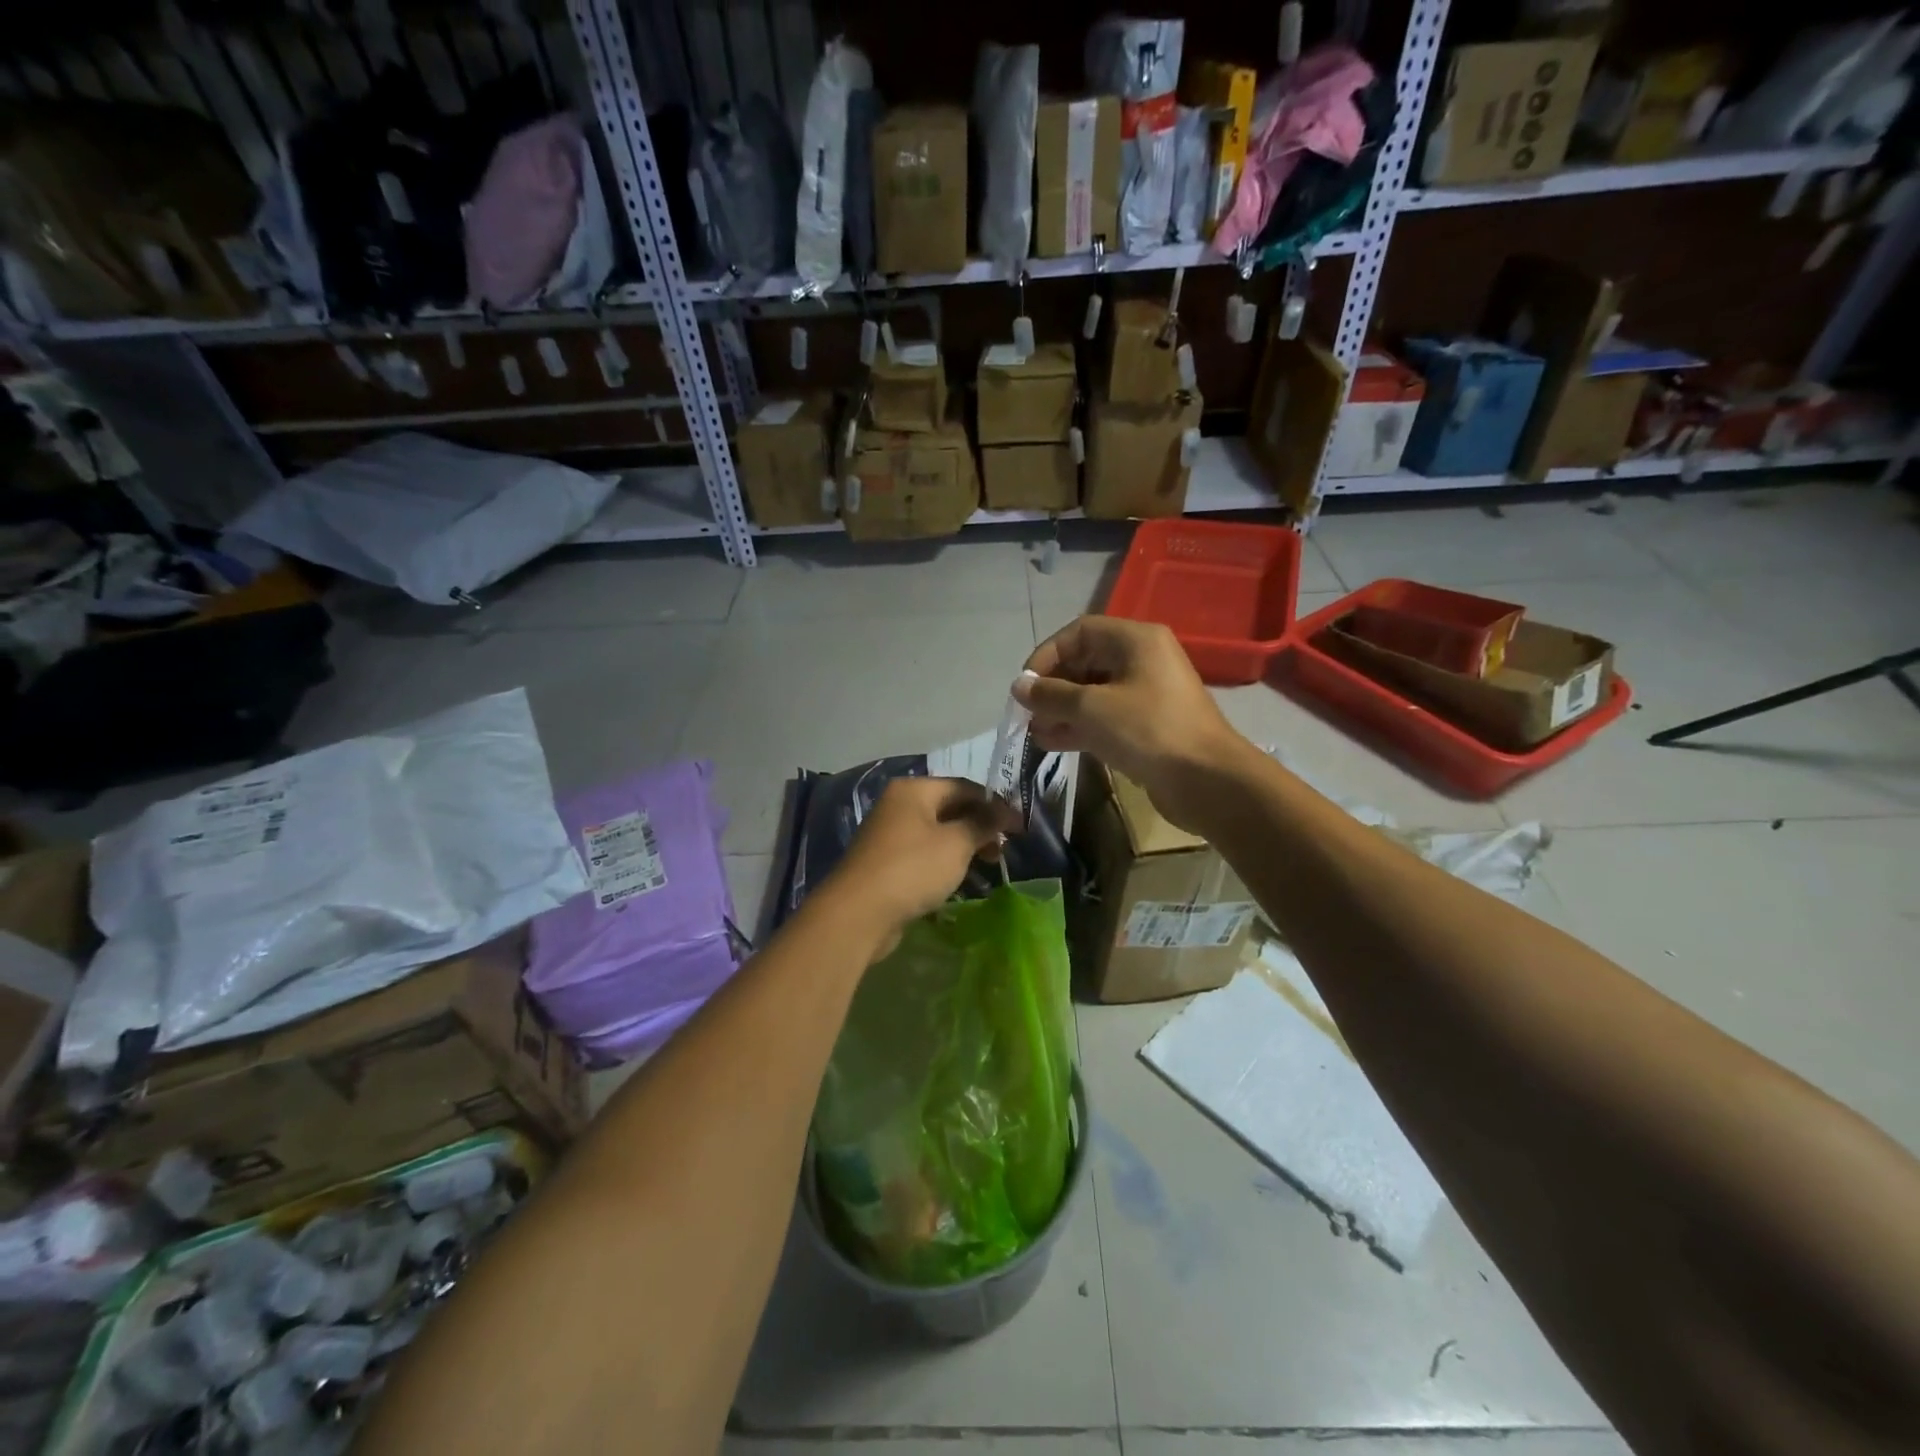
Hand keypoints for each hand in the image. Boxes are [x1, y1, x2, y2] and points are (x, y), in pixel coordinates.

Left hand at [819, 777, 1020, 957]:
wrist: (858, 914)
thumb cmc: (912, 869)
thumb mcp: (956, 844)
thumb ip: (983, 824)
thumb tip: (1004, 811)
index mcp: (913, 790)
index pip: (963, 786)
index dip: (994, 804)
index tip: (1019, 826)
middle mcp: (899, 805)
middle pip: (950, 808)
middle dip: (980, 825)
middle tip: (1003, 848)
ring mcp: (890, 835)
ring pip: (938, 833)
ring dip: (965, 845)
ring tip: (989, 864)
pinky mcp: (887, 863)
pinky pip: (924, 854)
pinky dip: (945, 861)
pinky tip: (961, 878)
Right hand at [1016, 615, 1249, 830]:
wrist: (1207, 780)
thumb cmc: (1148, 730)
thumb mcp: (1092, 708)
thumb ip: (1051, 695)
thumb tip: (1019, 686)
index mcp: (1135, 640)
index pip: (1079, 632)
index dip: (1047, 655)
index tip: (1025, 685)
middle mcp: (1142, 660)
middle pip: (1085, 662)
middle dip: (1053, 687)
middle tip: (1028, 713)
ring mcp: (1146, 694)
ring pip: (1093, 693)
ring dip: (1062, 710)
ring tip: (1034, 732)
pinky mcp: (1147, 725)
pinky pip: (1105, 717)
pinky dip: (1079, 727)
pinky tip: (1051, 743)